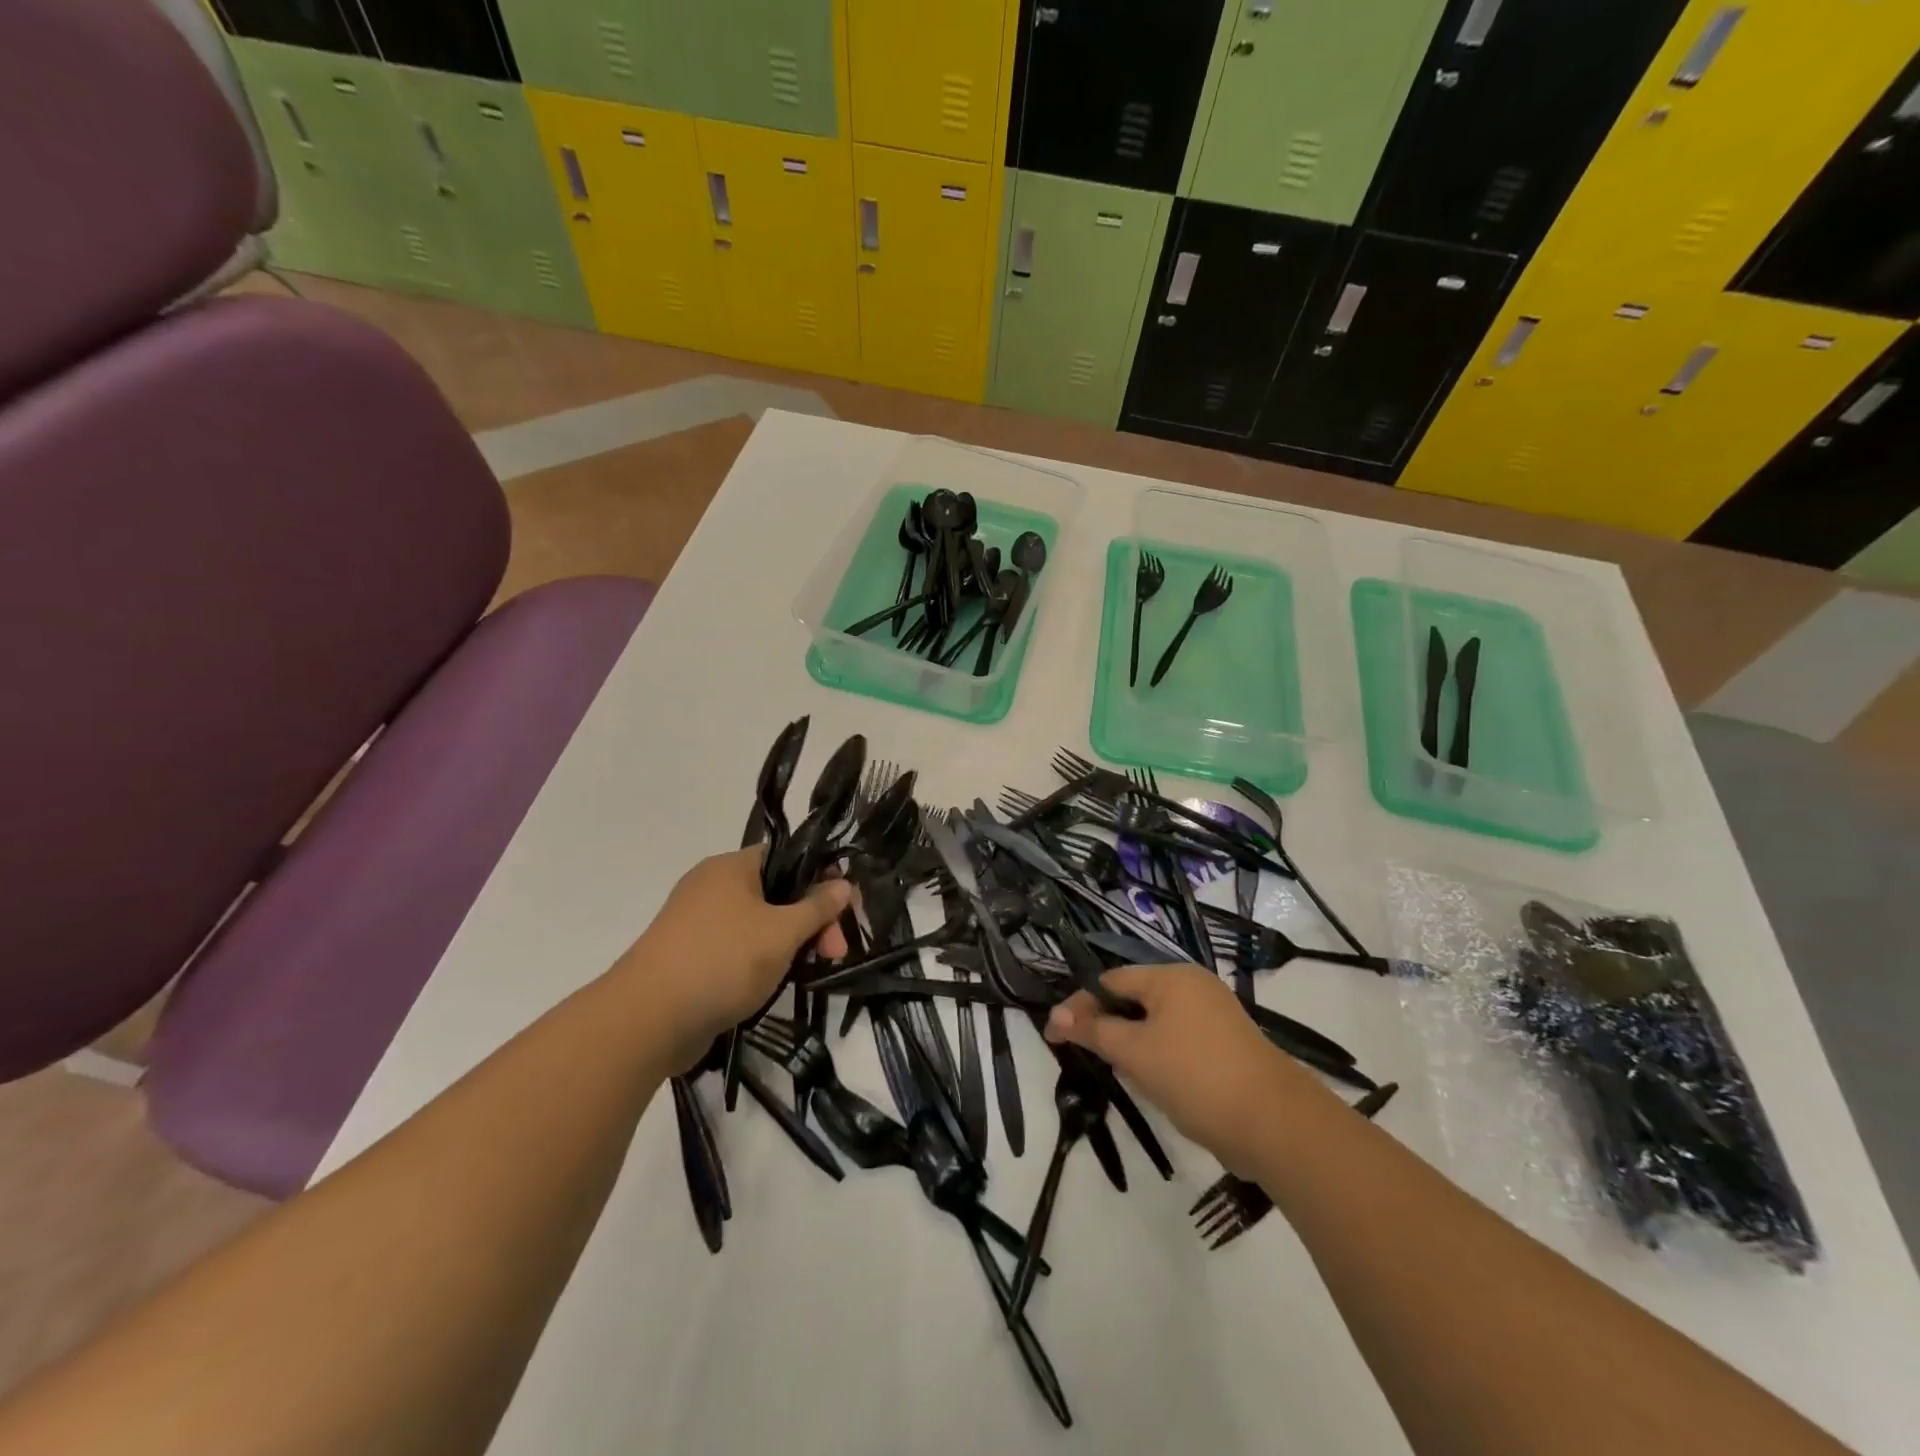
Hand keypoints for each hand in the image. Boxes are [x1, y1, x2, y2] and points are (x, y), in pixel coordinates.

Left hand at [620, 848, 852, 1068]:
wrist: (647, 1019)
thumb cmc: (722, 961)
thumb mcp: (782, 933)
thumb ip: (818, 907)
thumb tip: (844, 884)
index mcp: (731, 867)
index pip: (788, 857)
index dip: (823, 879)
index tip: (846, 911)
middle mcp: (712, 886)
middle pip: (777, 893)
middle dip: (812, 921)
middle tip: (835, 953)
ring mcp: (697, 923)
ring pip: (759, 924)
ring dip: (789, 944)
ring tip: (809, 973)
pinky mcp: (690, 957)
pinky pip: (737, 949)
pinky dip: (761, 962)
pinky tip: (777, 984)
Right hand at [1046, 964, 1324, 1173]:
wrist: (1274, 1124)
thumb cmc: (1195, 1076)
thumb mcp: (1135, 1052)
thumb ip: (1094, 1031)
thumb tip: (1054, 1016)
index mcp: (1172, 977)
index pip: (1112, 982)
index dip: (1081, 1006)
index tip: (1055, 1035)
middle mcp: (1194, 986)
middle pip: (1135, 999)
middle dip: (1109, 1027)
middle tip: (1090, 1058)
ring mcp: (1214, 1015)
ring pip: (1156, 1023)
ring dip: (1134, 1045)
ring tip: (1124, 1075)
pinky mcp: (1227, 1045)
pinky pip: (1179, 1040)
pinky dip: (1160, 1056)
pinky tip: (1157, 1084)